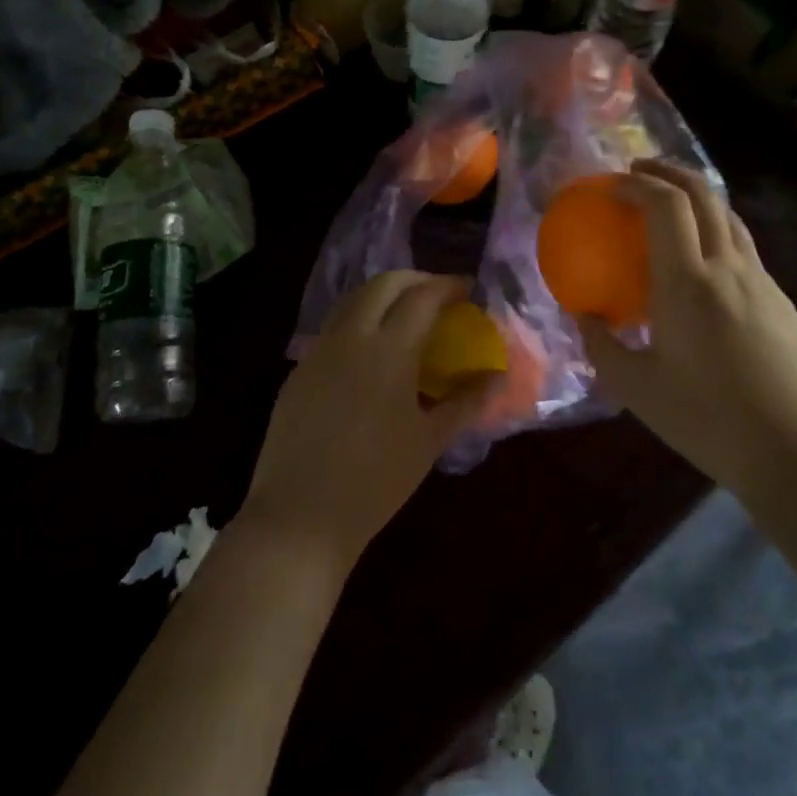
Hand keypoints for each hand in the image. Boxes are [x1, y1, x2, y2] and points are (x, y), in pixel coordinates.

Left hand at [241, 272, 495, 574]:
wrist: (301, 516)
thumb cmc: (376, 481)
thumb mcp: (429, 441)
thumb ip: (466, 402)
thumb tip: (498, 376)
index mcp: (388, 350)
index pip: (422, 297)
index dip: (447, 286)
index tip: (466, 289)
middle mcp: (350, 337)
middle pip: (383, 284)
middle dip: (414, 279)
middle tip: (437, 295)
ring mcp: (318, 351)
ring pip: (352, 300)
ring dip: (383, 296)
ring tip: (405, 316)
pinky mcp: (298, 370)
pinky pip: (333, 328)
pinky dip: (358, 321)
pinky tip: (369, 353)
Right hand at [578, 161, 796, 493]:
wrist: (796, 449)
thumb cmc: (707, 420)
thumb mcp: (637, 389)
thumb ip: (602, 346)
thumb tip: (584, 317)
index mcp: (687, 283)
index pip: (665, 205)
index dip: (637, 184)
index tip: (612, 186)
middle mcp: (727, 268)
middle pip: (703, 194)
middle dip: (668, 172)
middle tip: (638, 173)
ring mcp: (761, 281)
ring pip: (729, 216)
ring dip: (696, 197)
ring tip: (669, 204)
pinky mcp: (781, 300)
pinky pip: (743, 247)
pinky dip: (716, 231)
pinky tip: (703, 263)